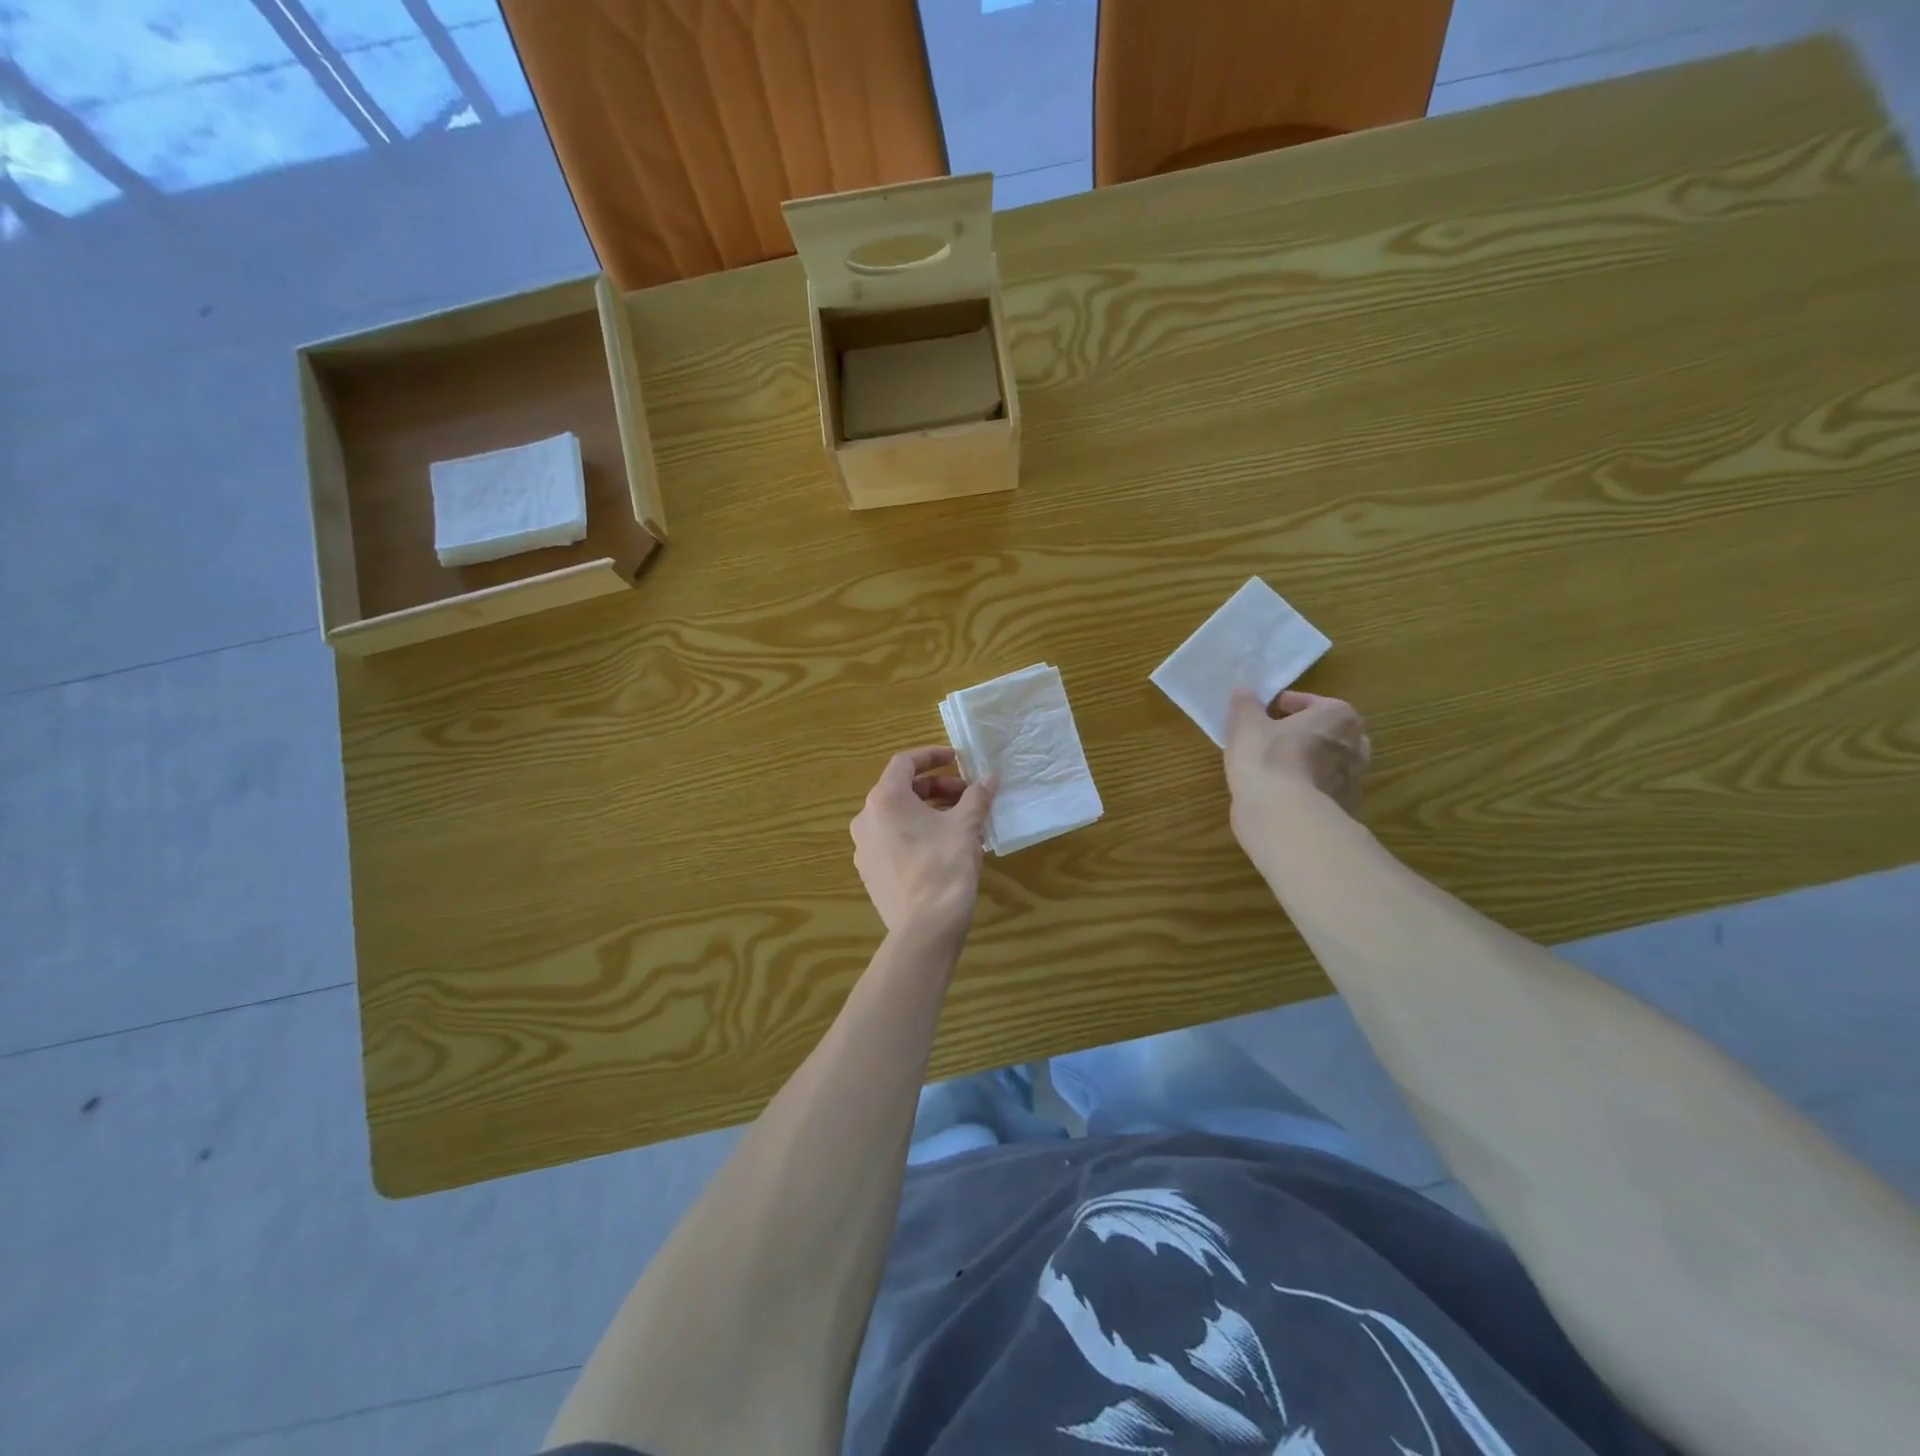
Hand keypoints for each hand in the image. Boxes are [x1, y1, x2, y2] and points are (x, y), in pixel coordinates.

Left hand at [851, 746, 994, 937]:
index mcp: (885, 800)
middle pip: (901, 790)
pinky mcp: (869, 872)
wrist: (925, 928)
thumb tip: (990, 778)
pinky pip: (892, 840)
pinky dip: (916, 833)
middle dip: (936, 787)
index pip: (905, 763)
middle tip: (966, 796)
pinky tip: (943, 847)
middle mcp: (866, 819)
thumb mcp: (966, 827)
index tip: (957, 759)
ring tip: (960, 822)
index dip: (932, 756)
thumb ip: (976, 797)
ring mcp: (864, 848)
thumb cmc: (944, 867)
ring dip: (927, 811)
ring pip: (897, 817)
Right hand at [1224, 689, 1370, 837]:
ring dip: (1305, 761)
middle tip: (1271, 738)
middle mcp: (1356, 745)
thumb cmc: (1268, 758)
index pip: (1312, 702)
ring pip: (1326, 763)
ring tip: (1273, 767)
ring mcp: (1354, 781)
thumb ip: (1245, 705)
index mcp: (1339, 716)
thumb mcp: (1246, 725)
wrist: (1285, 817)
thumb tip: (1243, 691)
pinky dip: (1305, 788)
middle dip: (1303, 733)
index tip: (1262, 714)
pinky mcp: (1344, 810)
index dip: (1284, 706)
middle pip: (1326, 732)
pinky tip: (1280, 793)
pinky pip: (1322, 790)